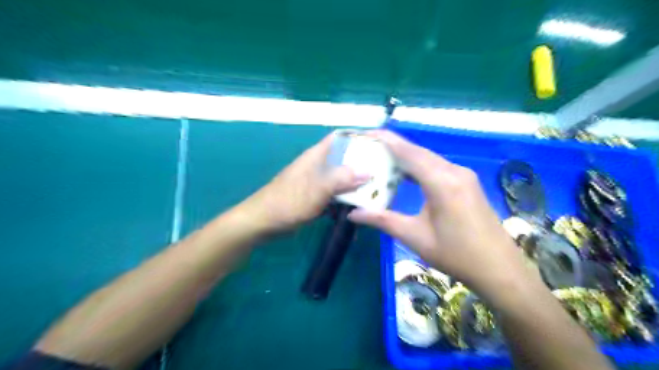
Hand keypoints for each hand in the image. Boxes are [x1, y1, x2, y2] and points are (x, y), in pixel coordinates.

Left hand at [241, 132, 369, 230]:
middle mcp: (318, 165)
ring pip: (341, 178)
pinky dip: (345, 198)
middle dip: (362, 164)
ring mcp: (317, 182)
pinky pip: (335, 193)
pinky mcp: (315, 196)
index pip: (340, 138)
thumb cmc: (288, 202)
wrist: (263, 222)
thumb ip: (342, 179)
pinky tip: (358, 207)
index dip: (359, 138)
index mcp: (317, 156)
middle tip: (384, 172)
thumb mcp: (317, 189)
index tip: (379, 146)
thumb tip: (368, 171)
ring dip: (355, 184)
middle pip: (344, 159)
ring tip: (377, 190)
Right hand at [350, 132, 528, 298]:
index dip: (385, 140)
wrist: (500, 269)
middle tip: (367, 148)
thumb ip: (383, 220)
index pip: (408, 153)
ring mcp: (463, 175)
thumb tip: (353, 213)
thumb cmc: (456, 255)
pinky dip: (418, 166)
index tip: (365, 134)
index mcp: (441, 182)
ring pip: (428, 158)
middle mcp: (454, 171)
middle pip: (417, 152)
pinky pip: (437, 167)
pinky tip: (404, 173)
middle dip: (391, 147)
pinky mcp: (466, 182)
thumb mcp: (415, 237)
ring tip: (380, 158)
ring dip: (405, 157)